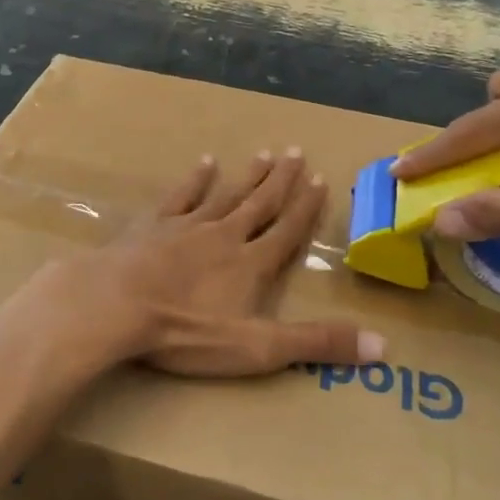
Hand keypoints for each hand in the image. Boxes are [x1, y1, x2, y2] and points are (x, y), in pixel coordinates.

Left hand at [70, 149, 381, 377]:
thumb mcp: (257, 348)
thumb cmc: (186, 331)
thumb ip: (316, 344)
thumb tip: (383, 346)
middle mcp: (225, 236)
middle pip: (260, 204)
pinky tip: (204, 162)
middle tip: (297, 151)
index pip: (287, 231)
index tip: (320, 180)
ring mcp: (187, 226)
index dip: (305, 208)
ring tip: (265, 153)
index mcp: (251, 265)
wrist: (116, 304)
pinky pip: (181, 196)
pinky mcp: (153, 226)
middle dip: (281, 180)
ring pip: (226, 195)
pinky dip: (195, 180)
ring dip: (248, 176)